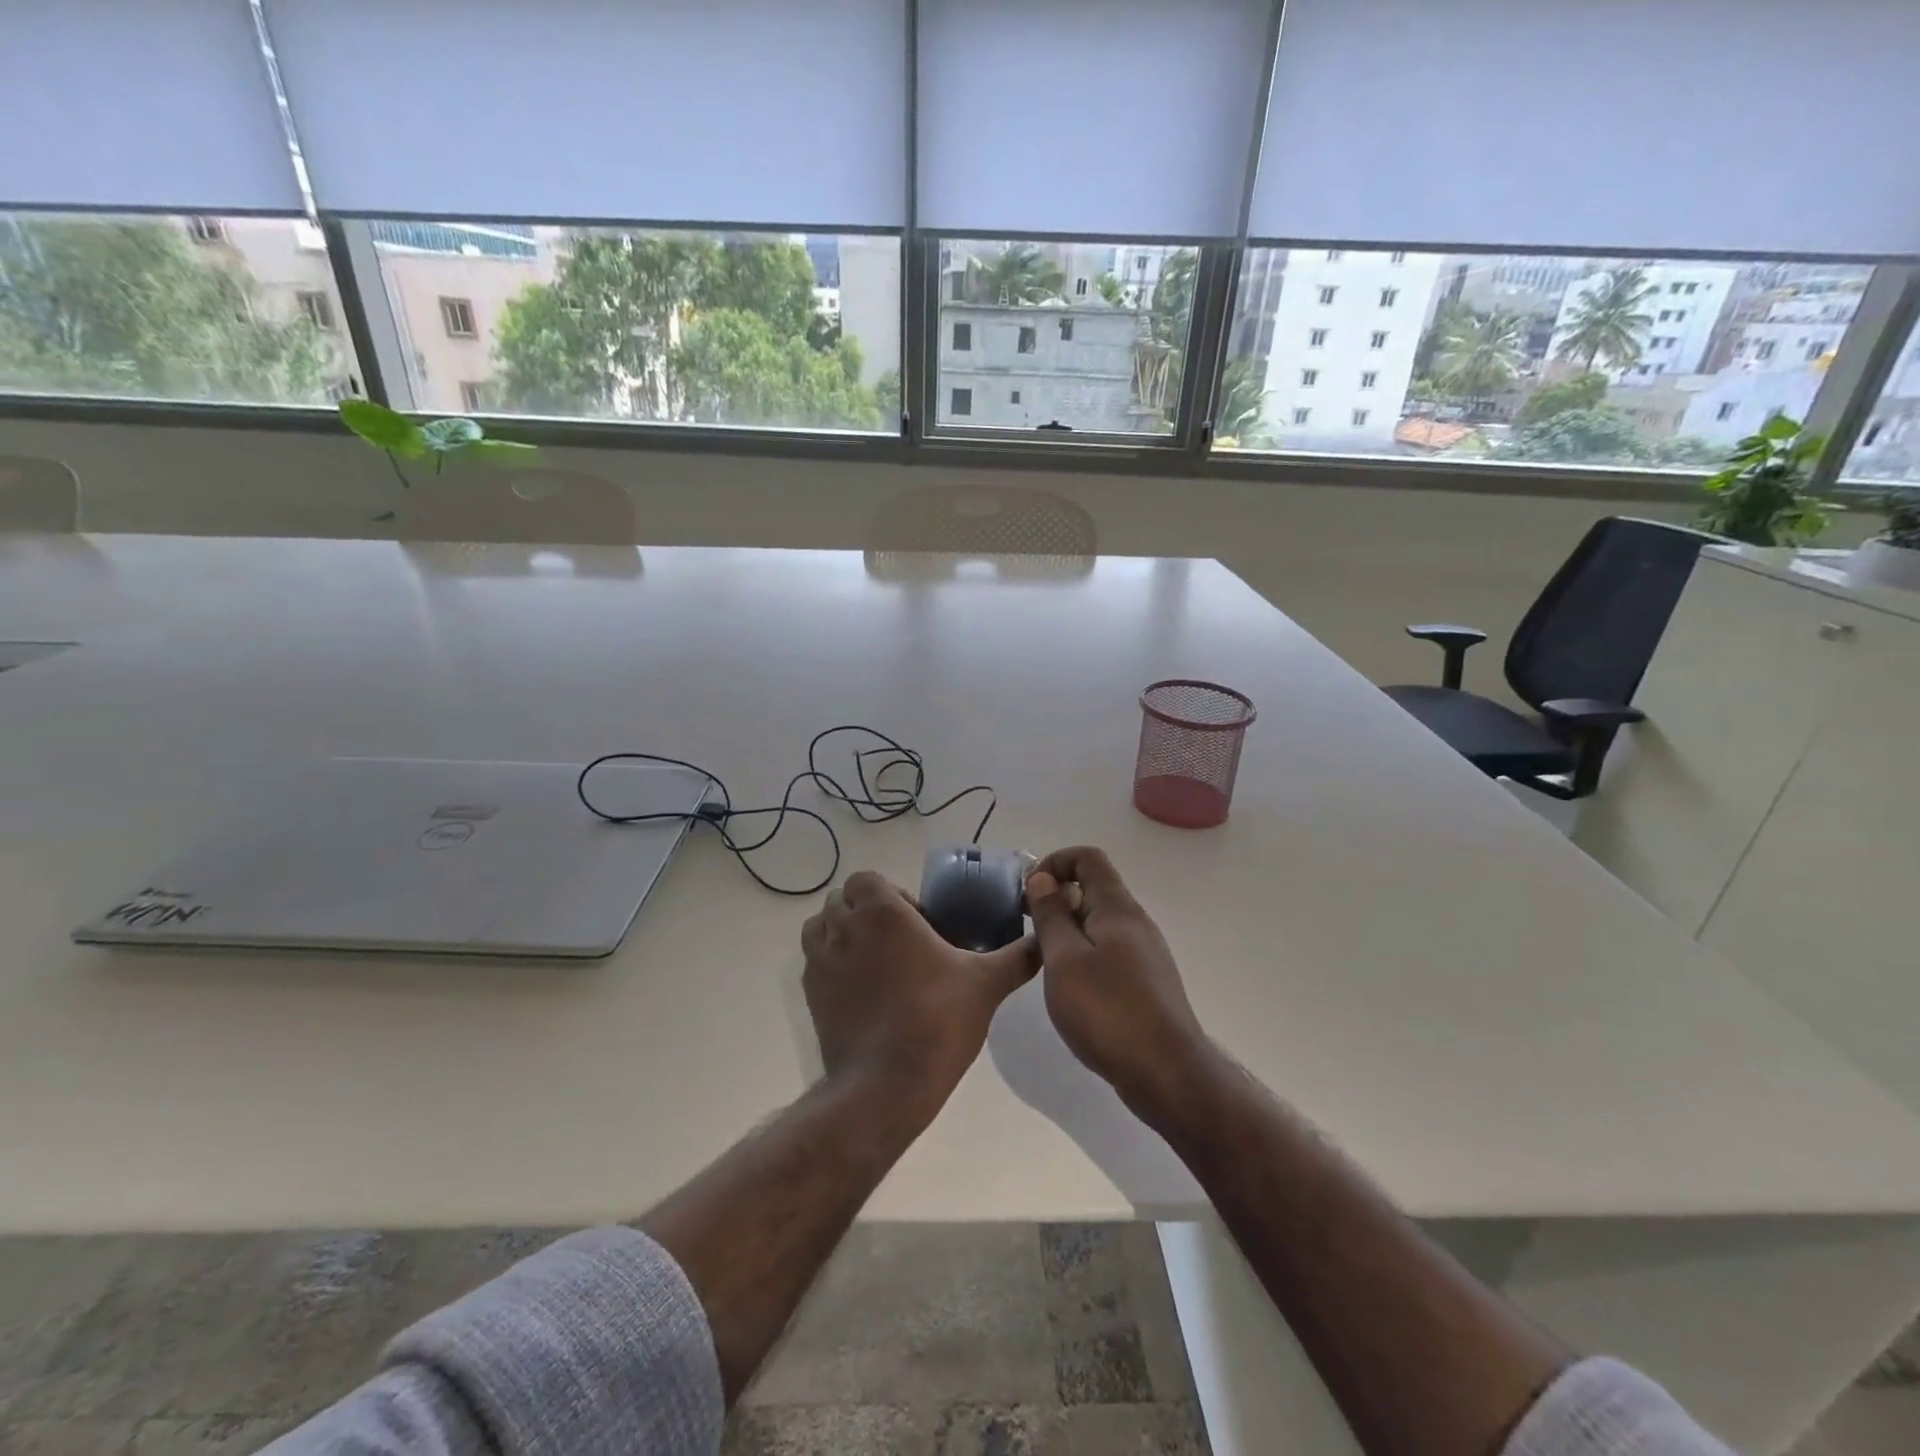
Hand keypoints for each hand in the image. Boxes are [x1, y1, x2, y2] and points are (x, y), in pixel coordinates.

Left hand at [801, 871, 1038, 1117]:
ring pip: (820, 927)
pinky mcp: (810, 994)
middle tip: (900, 941)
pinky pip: (814, 961)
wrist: (886, 1083)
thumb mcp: (986, 984)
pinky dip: (832, 963)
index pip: (867, 879)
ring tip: (875, 961)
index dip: (890, 894)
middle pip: (843, 899)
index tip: (917, 922)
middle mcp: (844, 927)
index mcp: (882, 912)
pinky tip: (862, 990)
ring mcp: (821, 961)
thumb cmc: (937, 1019)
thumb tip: (1043, 942)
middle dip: (867, 911)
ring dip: (842, 932)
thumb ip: (1017, 957)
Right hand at [1025, 847, 1211, 1112]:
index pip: (1088, 858)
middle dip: (1056, 898)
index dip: (1054, 862)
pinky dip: (1083, 954)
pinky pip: (1108, 950)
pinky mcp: (1145, 981)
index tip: (1028, 892)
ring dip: (1067, 929)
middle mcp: (1135, 922)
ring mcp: (1144, 953)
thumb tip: (1042, 878)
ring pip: (1099, 923)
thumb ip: (1051, 915)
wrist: (1167, 1074)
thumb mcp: (1064, 959)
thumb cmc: (1108, 1011)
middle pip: (1093, 889)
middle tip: (1028, 930)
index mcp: (1117, 908)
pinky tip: (1071, 988)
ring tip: (1044, 961)